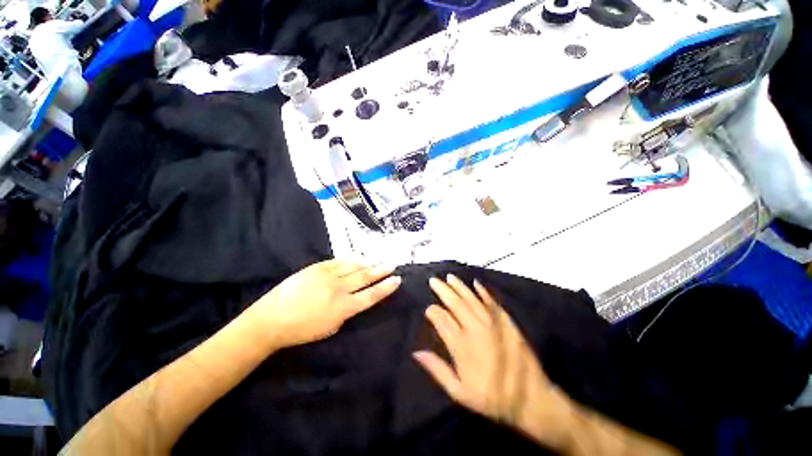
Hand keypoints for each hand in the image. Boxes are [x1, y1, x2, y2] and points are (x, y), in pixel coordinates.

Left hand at [252, 260, 400, 347]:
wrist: (272, 319)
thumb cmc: (302, 330)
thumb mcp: (331, 327)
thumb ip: (347, 312)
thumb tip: (356, 299)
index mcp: (344, 308)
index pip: (372, 295)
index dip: (386, 287)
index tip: (397, 280)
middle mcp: (340, 289)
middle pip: (366, 277)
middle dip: (381, 271)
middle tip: (392, 265)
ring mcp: (329, 275)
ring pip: (354, 267)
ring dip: (368, 263)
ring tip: (378, 260)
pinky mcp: (318, 267)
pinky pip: (339, 261)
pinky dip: (351, 259)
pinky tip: (358, 257)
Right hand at [413, 275, 574, 449]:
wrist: (530, 398)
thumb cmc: (492, 398)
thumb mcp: (459, 392)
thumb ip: (437, 370)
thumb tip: (416, 352)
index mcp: (461, 345)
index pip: (441, 319)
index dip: (432, 311)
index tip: (428, 309)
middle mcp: (474, 328)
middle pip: (454, 303)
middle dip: (442, 290)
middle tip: (433, 281)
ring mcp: (491, 322)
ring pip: (470, 298)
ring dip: (458, 286)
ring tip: (449, 277)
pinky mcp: (505, 320)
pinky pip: (490, 301)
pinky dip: (482, 291)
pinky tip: (475, 283)